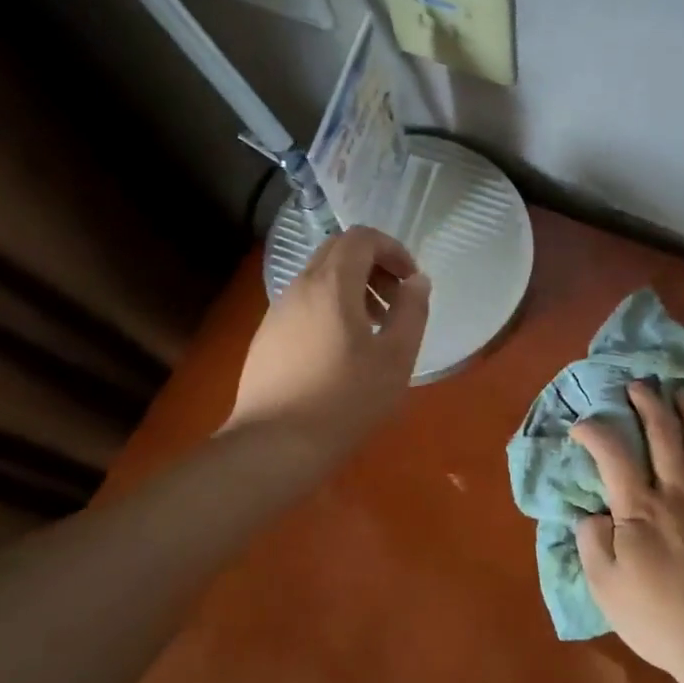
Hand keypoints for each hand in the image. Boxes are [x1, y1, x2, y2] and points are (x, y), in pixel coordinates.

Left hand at [225, 226, 430, 454]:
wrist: (274, 445)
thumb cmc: (345, 400)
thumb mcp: (395, 357)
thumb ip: (412, 311)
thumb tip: (417, 281)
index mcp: (332, 284)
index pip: (361, 237)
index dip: (392, 249)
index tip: (410, 281)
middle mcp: (300, 287)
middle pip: (338, 252)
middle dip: (373, 266)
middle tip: (395, 302)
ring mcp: (278, 311)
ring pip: (319, 278)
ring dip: (352, 289)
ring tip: (373, 331)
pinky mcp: (266, 337)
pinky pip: (304, 304)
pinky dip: (330, 308)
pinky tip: (341, 352)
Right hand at [573, 382, 683, 677]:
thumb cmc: (659, 619)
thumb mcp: (606, 588)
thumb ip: (592, 543)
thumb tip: (591, 514)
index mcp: (640, 509)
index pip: (613, 455)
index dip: (595, 432)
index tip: (582, 425)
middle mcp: (678, 494)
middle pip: (664, 436)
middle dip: (649, 404)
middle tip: (641, 384)